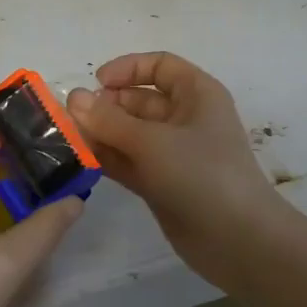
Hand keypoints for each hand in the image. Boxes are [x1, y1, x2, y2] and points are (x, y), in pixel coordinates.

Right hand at [65, 52, 288, 276]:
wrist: (238, 240)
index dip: (128, 68)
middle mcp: (185, 119)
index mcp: (197, 95)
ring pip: (130, 133)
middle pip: (139, 100)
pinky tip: (80, 160)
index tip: (96, 83)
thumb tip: (73, 98)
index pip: (160, 66)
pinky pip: (128, 162)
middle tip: (71, 119)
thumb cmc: (202, 174)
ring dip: (101, 134)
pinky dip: (107, 159)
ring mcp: (173, 154)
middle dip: (106, 105)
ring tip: (68, 140)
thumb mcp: (152, 141)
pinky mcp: (161, 183)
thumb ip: (109, 120)